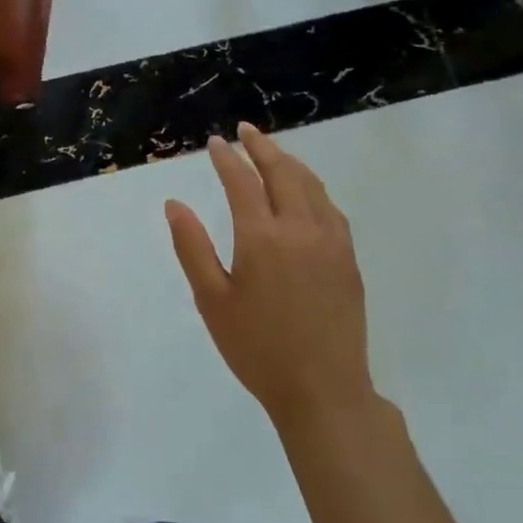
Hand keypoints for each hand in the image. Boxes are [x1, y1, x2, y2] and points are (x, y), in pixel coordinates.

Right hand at [165, 122, 375, 430]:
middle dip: (261, 147)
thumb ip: (191, 246)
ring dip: (290, 162)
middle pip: (282, 172)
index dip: (227, 158)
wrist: (323, 391)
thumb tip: (174, 203)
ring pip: (311, 185)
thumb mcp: (211, 299)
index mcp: (262, 237)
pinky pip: (330, 208)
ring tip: (272, 151)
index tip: (215, 142)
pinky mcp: (348, 259)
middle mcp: (300, 229)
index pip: (242, 182)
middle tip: (245, 130)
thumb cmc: (257, 348)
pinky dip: (313, 187)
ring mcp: (331, 242)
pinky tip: (306, 191)